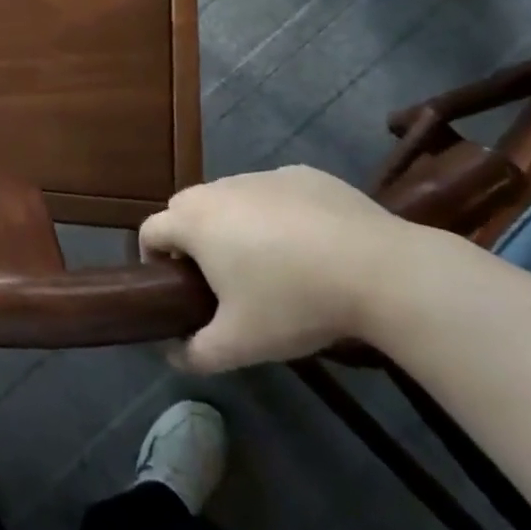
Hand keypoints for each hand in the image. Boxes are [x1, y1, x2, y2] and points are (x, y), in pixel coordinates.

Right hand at [139, 166, 422, 372]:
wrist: (380, 270)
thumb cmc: (294, 302)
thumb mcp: (240, 344)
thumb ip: (196, 353)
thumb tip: (173, 355)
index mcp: (195, 221)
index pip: (150, 230)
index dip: (152, 258)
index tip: (173, 287)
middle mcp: (220, 188)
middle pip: (187, 208)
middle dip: (191, 239)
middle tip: (218, 279)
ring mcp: (263, 176)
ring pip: (232, 198)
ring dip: (235, 224)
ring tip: (269, 264)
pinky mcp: (303, 174)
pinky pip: (274, 193)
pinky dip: (278, 214)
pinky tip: (311, 246)